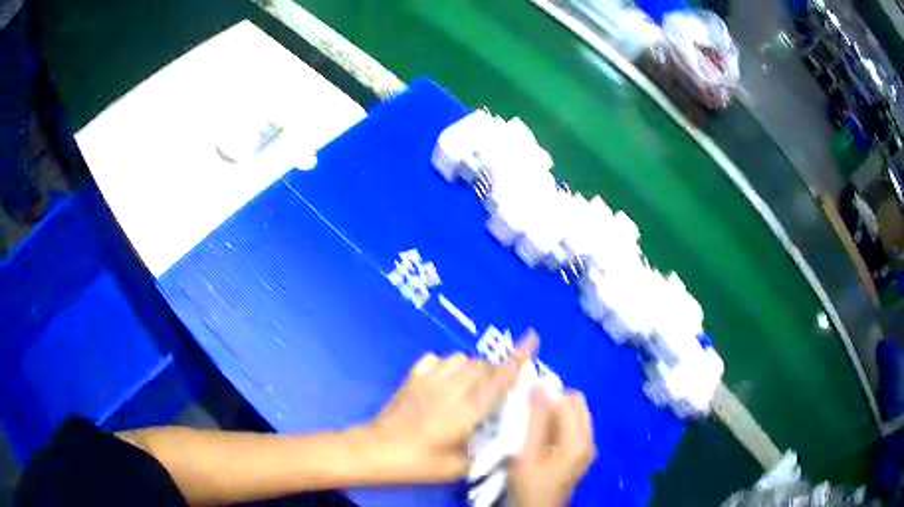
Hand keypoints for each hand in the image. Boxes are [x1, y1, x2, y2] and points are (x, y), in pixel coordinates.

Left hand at [363, 331, 538, 483]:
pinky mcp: (412, 378)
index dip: (519, 357)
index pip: (500, 378)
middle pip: (482, 365)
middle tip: (496, 389)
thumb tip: (503, 447)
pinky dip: (446, 365)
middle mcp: (452, 389)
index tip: (532, 338)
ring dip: (472, 367)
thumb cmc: (418, 463)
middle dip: (495, 370)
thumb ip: (485, 456)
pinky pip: (436, 359)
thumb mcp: (458, 469)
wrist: (376, 451)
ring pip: (460, 358)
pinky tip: (443, 380)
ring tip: (470, 385)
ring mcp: (429, 380)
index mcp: (468, 411)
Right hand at [509, 390, 595, 506]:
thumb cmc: (530, 485)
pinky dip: (559, 422)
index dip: (547, 393)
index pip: (568, 401)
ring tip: (533, 422)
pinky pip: (575, 425)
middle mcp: (590, 440)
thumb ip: (535, 422)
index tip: (526, 395)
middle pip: (578, 403)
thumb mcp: (526, 455)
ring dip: (556, 411)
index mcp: (578, 441)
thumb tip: (539, 388)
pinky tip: (541, 434)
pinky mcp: (583, 452)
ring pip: (577, 413)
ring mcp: (589, 447)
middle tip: (529, 409)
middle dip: (555, 400)